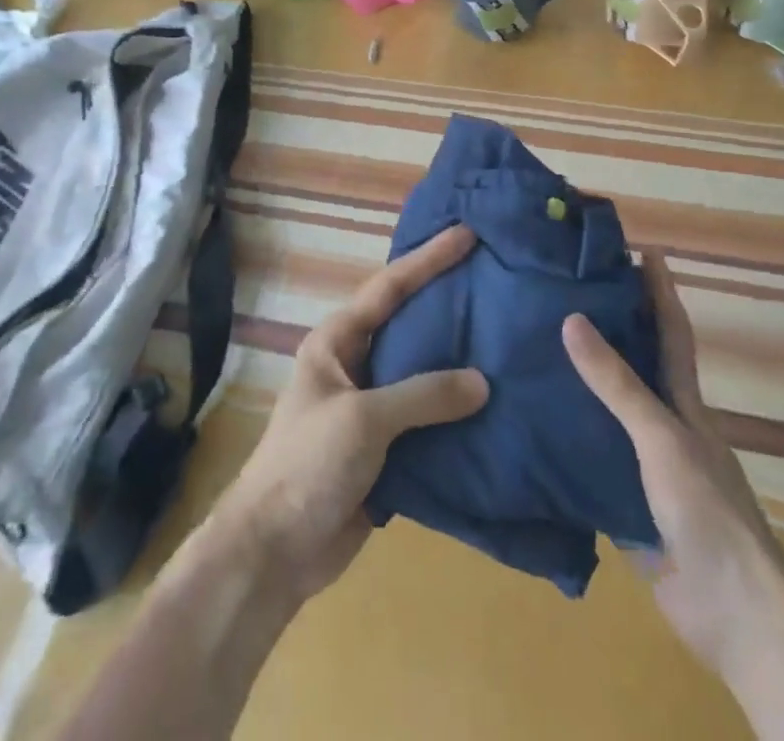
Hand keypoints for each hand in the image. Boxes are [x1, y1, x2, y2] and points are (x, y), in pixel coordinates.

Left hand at [211, 224, 489, 604]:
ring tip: (506, 337)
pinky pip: (428, 417)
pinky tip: (495, 405)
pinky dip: (457, 410)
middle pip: (409, 323)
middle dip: (447, 302)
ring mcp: (371, 405)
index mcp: (338, 340)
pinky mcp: (386, 446)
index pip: (389, 287)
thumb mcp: (362, 419)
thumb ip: (422, 395)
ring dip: (458, 359)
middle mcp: (356, 363)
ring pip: (422, 370)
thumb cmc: (308, 464)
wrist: (276, 548)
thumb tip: (482, 381)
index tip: (466, 235)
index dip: (427, 259)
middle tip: (495, 281)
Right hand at [563, 254, 783, 675]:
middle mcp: (664, 425)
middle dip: (609, 326)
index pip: (670, 331)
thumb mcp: (661, 437)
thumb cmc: (707, 510)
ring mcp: (644, 466)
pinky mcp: (623, 502)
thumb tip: (571, 319)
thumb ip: (616, 384)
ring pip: (606, 411)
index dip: (658, 291)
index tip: (641, 249)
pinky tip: (529, 424)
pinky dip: (564, 438)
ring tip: (532, 348)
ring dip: (578, 382)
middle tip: (564, 291)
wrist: (734, 613)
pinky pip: (587, 458)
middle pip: (635, 365)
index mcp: (683, 403)